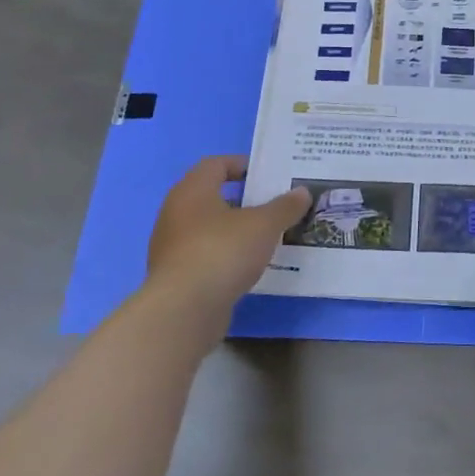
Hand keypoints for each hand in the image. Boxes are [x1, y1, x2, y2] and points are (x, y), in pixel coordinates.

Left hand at [142, 156, 309, 329]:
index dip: (241, 165)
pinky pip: (206, 255)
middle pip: (212, 196)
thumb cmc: (222, 252)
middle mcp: (176, 213)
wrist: (184, 310)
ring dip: (236, 229)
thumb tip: (302, 192)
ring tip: (267, 236)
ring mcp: (172, 247)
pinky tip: (249, 265)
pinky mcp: (176, 276)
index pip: (215, 164)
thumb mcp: (264, 225)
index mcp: (192, 191)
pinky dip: (226, 255)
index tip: (266, 174)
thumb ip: (284, 207)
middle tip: (273, 204)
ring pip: (209, 228)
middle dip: (243, 199)